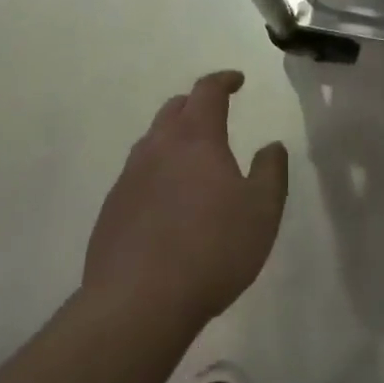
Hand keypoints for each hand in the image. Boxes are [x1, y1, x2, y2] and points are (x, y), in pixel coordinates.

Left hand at [84, 71, 289, 333]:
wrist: (138, 302)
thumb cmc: (211, 249)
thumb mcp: (262, 211)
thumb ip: (271, 171)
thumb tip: (272, 145)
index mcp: (195, 137)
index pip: (208, 91)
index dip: (223, 80)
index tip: (237, 81)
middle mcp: (157, 146)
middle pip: (175, 109)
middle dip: (196, 105)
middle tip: (214, 116)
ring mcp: (129, 176)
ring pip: (152, 141)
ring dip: (173, 139)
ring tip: (191, 161)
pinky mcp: (112, 208)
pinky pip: (137, 176)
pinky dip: (156, 174)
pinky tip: (166, 204)